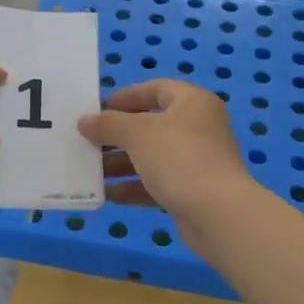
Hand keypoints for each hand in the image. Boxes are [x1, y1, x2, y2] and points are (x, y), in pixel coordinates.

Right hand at [79, 81, 254, 250]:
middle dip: (117, 135)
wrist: (218, 213)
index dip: (126, 97)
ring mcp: (197, 161)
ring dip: (121, 163)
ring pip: (152, 156)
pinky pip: (157, 182)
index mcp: (192, 103)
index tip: (99, 110)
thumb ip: (108, 124)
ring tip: (90, 170)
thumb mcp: (137, 134)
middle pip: (151, 125)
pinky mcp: (192, 190)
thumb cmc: (179, 158)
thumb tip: (85, 122)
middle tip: (89, 142)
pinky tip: (107, 194)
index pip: (156, 89)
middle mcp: (198, 127)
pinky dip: (133, 186)